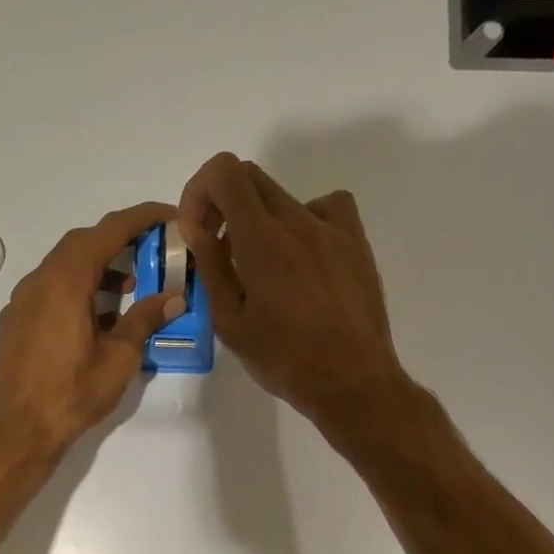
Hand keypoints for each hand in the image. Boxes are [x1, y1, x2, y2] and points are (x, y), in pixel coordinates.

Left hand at [0, 202, 185, 463]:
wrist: (15, 433)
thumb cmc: (71, 395)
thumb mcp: (118, 359)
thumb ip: (144, 320)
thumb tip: (173, 298)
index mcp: (65, 282)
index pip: (108, 231)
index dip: (142, 218)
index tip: (169, 216)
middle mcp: (38, 282)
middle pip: (82, 244)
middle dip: (119, 241)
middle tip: (152, 252)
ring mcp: (20, 302)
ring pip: (62, 267)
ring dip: (97, 268)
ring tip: (128, 289)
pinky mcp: (14, 322)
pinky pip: (48, 290)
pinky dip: (76, 288)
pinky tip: (94, 318)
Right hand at [178, 152, 407, 431]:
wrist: (351, 381)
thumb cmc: (284, 360)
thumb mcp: (231, 322)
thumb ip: (211, 267)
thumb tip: (198, 228)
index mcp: (262, 240)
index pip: (225, 173)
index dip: (200, 191)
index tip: (197, 229)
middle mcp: (298, 222)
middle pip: (251, 178)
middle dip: (223, 203)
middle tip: (218, 246)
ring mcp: (332, 229)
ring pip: (284, 196)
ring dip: (259, 218)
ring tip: (261, 263)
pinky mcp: (356, 243)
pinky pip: (327, 207)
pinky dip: (305, 219)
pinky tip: (303, 255)